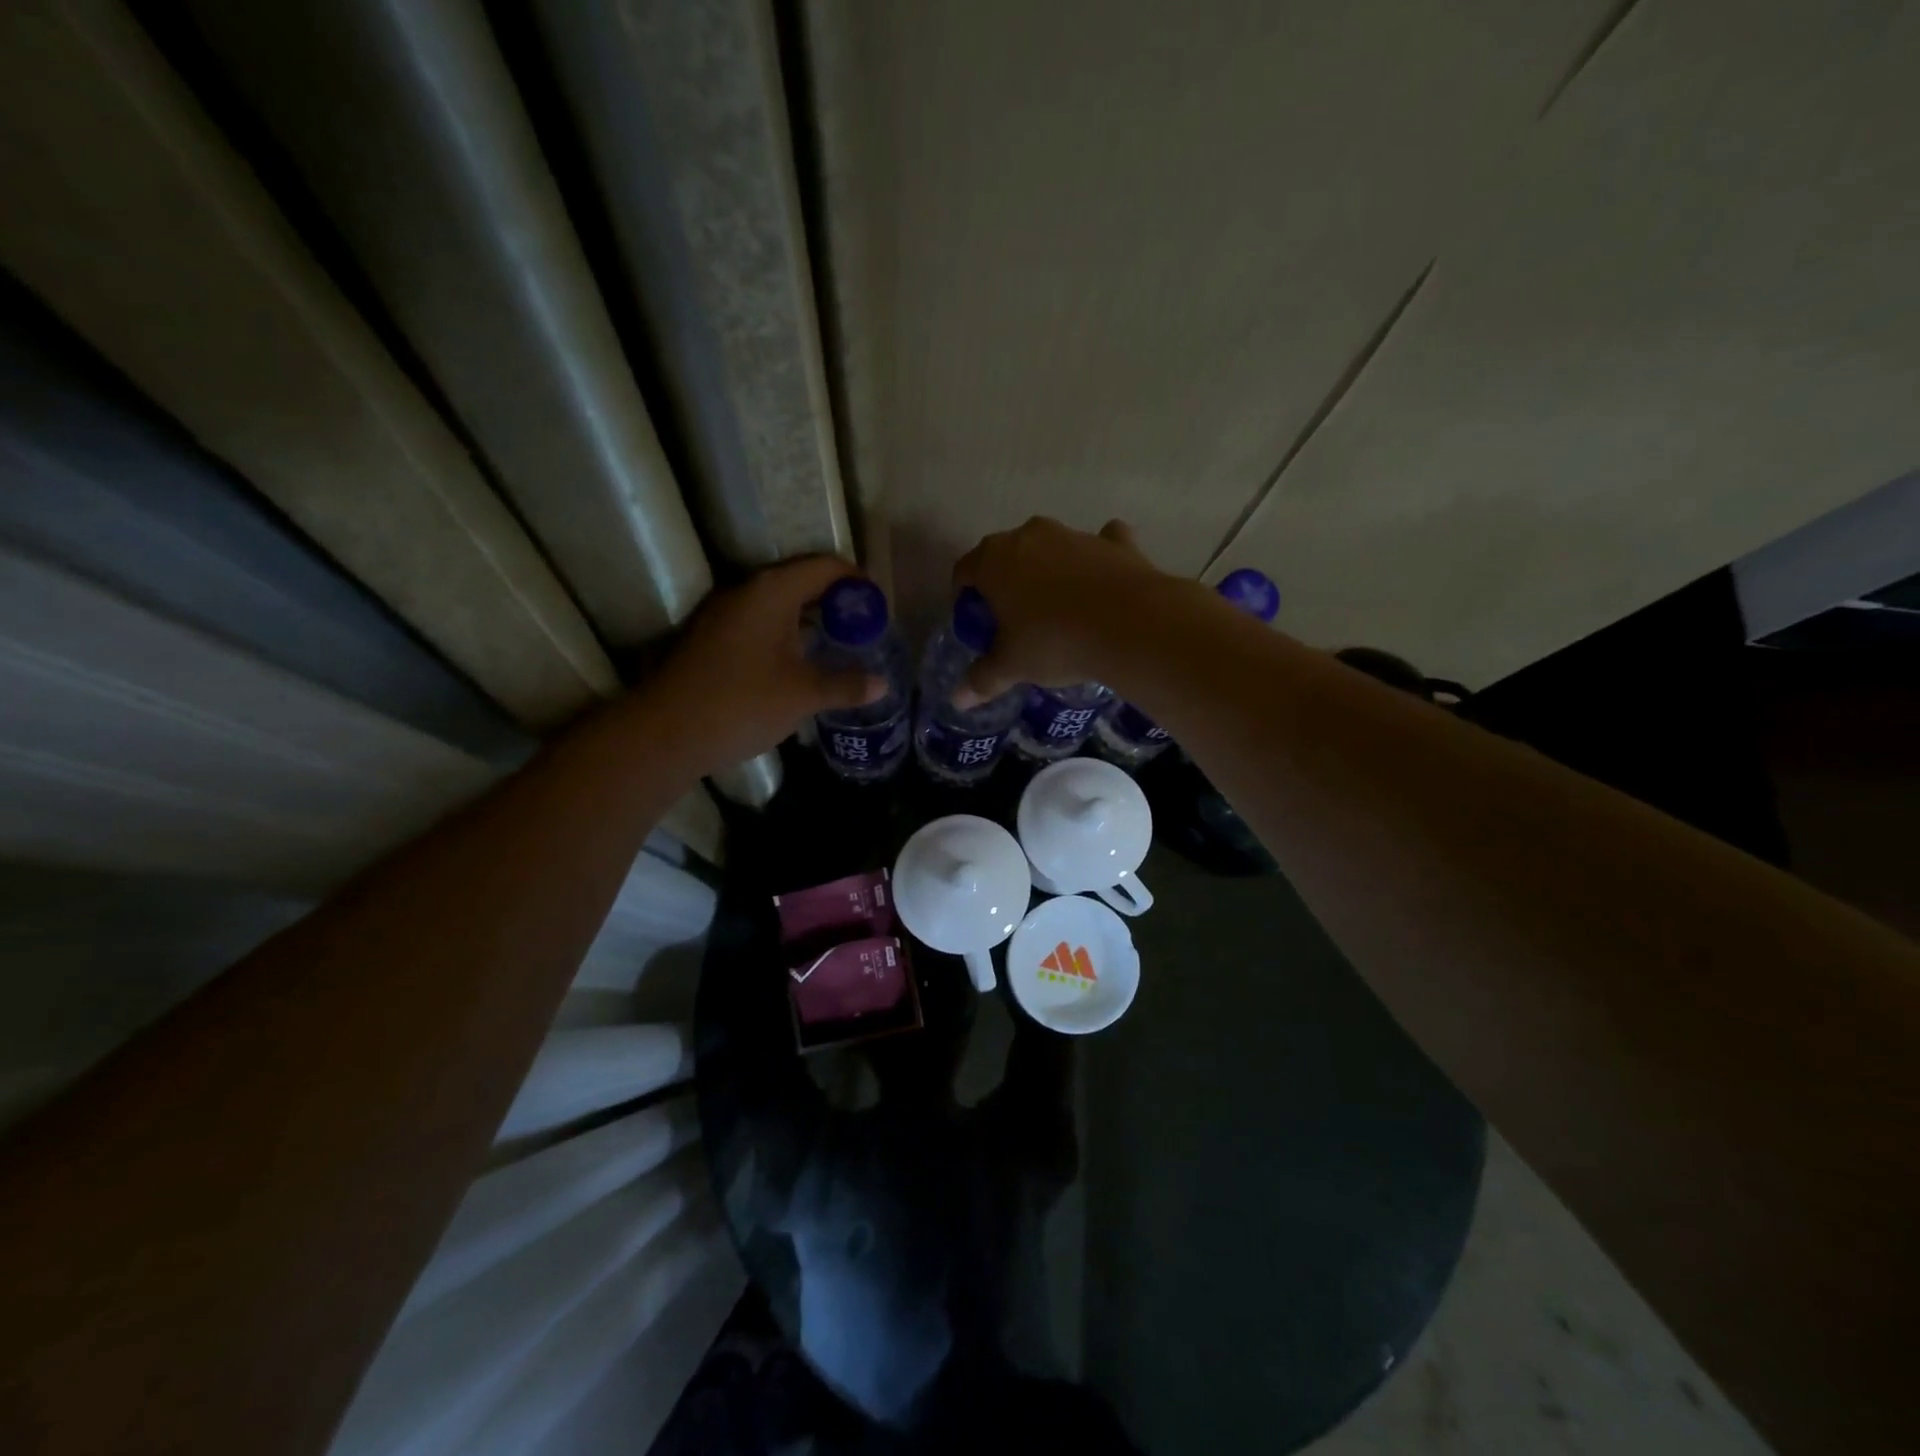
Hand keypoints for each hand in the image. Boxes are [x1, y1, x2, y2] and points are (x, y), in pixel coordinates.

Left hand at [643, 557, 884, 775]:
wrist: (667, 732)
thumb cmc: (743, 703)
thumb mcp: (803, 695)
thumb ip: (846, 685)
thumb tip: (882, 685)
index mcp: (772, 591)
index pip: (825, 567)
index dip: (857, 581)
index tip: (879, 606)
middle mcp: (747, 592)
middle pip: (802, 581)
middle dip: (837, 602)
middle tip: (865, 628)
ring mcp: (725, 614)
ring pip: (780, 605)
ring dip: (811, 620)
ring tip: (841, 645)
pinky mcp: (713, 638)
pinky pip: (762, 623)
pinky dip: (788, 634)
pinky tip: (803, 663)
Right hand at [951, 517, 1179, 699]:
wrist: (1130, 625)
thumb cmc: (1054, 642)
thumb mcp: (1012, 666)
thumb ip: (983, 678)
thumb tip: (958, 699)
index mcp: (994, 559)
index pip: (964, 571)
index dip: (965, 598)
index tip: (976, 623)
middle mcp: (1030, 535)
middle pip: (1006, 556)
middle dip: (1006, 583)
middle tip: (1013, 621)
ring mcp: (1074, 534)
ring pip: (1051, 549)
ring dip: (1049, 572)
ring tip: (1058, 612)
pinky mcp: (1115, 542)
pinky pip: (1099, 546)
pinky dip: (1096, 562)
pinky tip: (1101, 586)